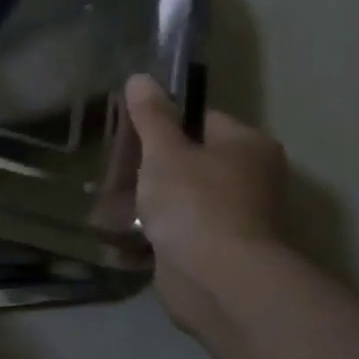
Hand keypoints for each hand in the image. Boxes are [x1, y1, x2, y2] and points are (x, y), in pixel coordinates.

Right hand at [123, 74, 287, 332]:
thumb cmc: (195, 203)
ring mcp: (235, 218)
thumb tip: (141, 77)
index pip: (201, 119)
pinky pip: (178, 232)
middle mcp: (250, 178)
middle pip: (189, 160)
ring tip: (109, 201)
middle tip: (114, 168)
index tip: (128, 134)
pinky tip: (123, 233)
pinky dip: (153, 233)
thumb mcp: (164, 152)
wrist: (219, 281)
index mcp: (247, 146)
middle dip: (149, 167)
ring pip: (181, 198)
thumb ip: (150, 116)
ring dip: (148, 202)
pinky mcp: (217, 251)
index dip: (162, 124)